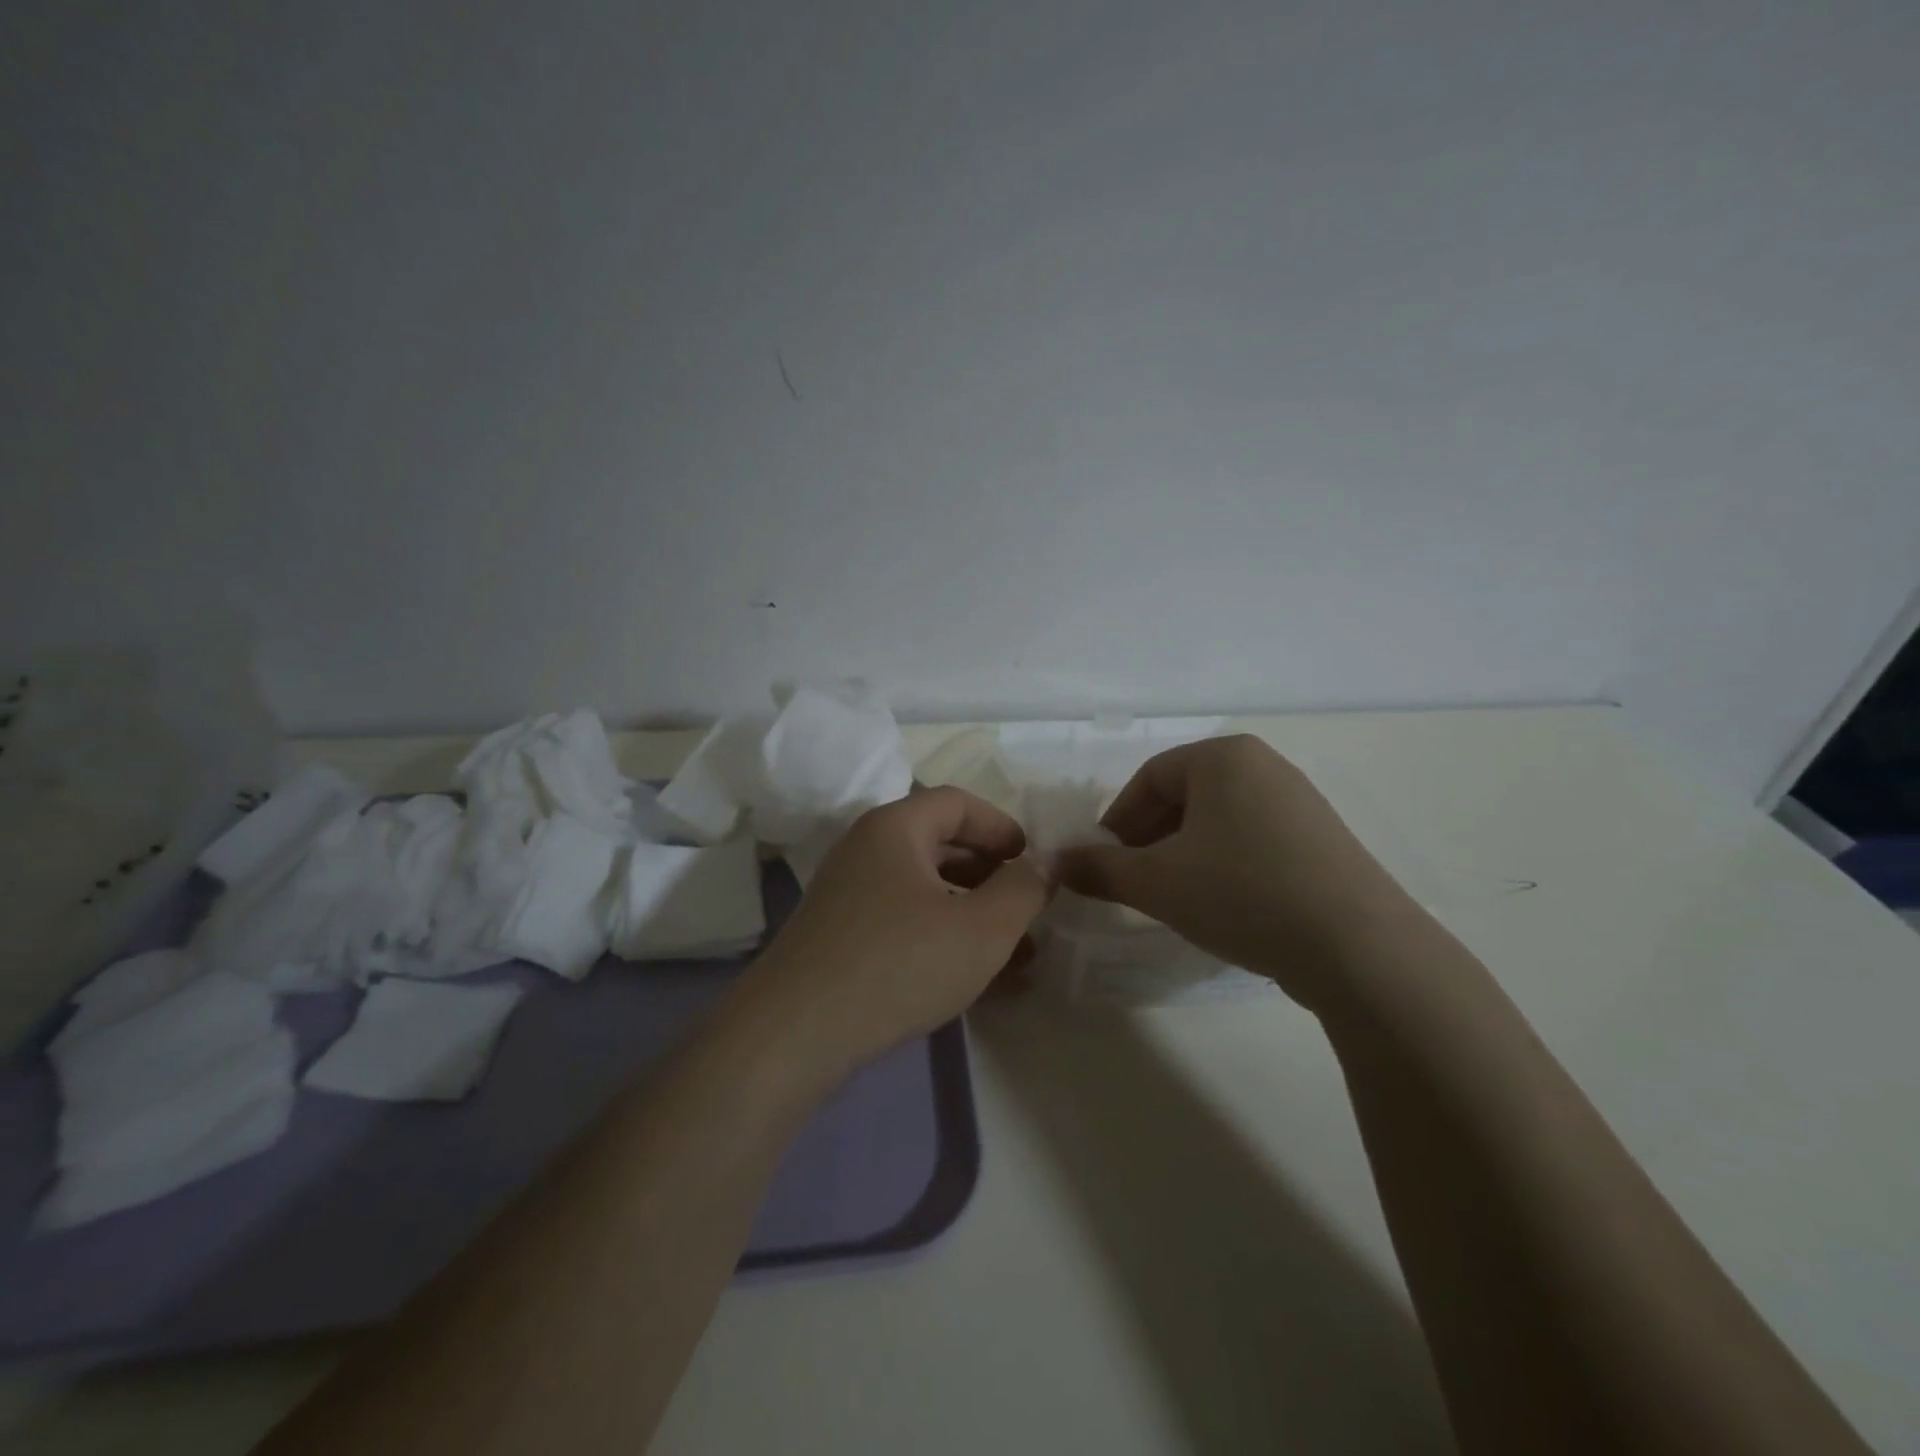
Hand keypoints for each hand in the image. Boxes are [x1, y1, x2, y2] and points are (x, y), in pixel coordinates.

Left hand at [738, 787, 1050, 1074]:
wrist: (794, 1033)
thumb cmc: (898, 964)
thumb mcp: (981, 928)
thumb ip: (1022, 890)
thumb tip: (1038, 867)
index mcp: (895, 828)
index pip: (957, 803)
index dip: (1001, 826)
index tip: (1032, 862)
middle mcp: (866, 850)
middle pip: (941, 844)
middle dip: (992, 875)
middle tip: (1026, 909)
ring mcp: (848, 894)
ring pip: (925, 890)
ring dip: (971, 913)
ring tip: (1014, 955)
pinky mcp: (840, 936)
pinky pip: (903, 921)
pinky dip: (941, 937)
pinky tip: (971, 977)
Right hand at [1054, 735, 1418, 1012]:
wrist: (1358, 949)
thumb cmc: (1242, 893)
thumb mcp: (1157, 882)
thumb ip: (1100, 869)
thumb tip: (1055, 863)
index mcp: (1223, 757)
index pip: (1149, 779)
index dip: (1117, 820)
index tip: (1102, 861)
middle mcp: (1265, 766)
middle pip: (1184, 797)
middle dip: (1149, 839)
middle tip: (1132, 881)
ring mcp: (1300, 802)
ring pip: (1218, 821)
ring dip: (1183, 854)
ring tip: (1173, 897)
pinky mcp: (1323, 841)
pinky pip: (1253, 840)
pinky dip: (1224, 865)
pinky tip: (1222, 905)